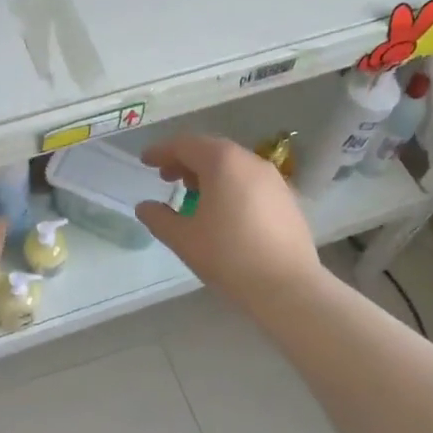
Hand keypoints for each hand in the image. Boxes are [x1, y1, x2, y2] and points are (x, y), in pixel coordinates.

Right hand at [136, 135, 321, 312]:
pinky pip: (250, 181)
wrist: (288, 287)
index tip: (145, 161)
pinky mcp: (287, 198)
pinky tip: (223, 211)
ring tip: (193, 196)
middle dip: (185, 161)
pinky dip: (230, 185)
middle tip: (166, 178)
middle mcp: (250, 161)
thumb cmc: (229, 256)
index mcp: (222, 162)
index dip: (161, 151)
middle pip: (211, 150)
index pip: (185, 145)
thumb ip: (159, 218)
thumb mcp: (184, 239)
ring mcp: (273, 178)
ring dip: (208, 173)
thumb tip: (145, 207)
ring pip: (233, 165)